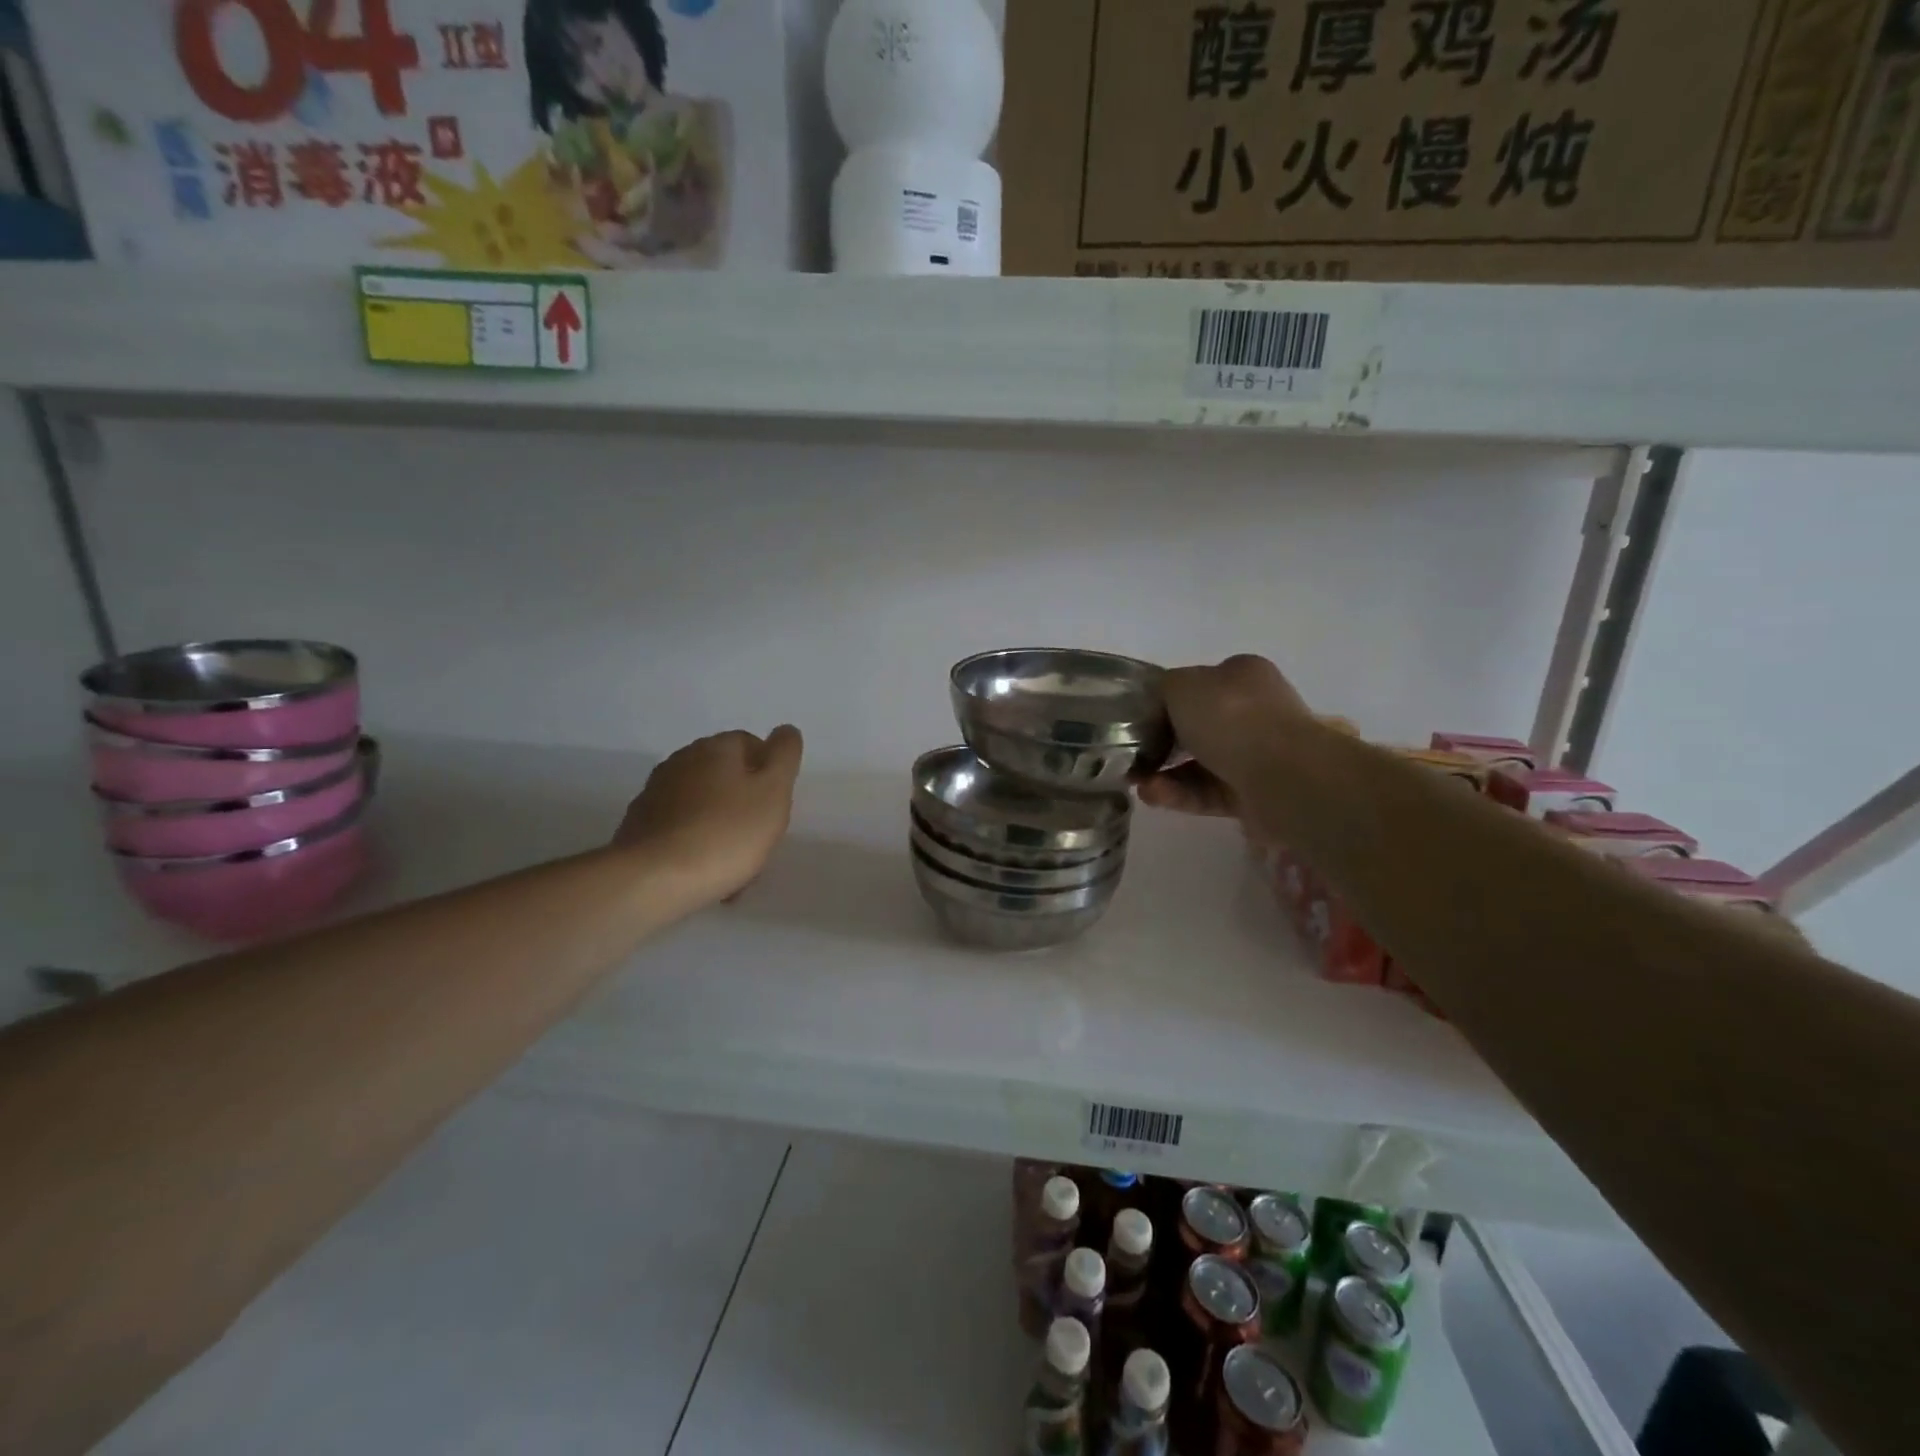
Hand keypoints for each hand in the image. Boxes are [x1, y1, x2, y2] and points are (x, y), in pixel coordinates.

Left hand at [614, 726, 803, 901]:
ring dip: (720, 822)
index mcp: (716, 747)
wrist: (655, 879)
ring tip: (733, 861)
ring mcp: (656, 792)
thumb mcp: (773, 791)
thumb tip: (785, 731)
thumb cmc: (726, 833)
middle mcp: (682, 760)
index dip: (768, 772)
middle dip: (744, 799)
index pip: (750, 743)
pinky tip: (704, 869)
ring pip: (703, 802)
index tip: (776, 803)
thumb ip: (784, 756)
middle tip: (759, 834)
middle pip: (725, 774)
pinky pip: (680, 827)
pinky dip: (695, 841)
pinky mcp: (640, 825)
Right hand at [1137, 655, 1309, 823]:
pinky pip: (1208, 792)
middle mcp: (1254, 711)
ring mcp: (1257, 755)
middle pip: (1197, 727)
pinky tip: (1152, 795)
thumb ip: (1162, 690)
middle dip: (1160, 743)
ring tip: (1137, 783)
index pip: (1198, 684)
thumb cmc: (1232, 717)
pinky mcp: (1254, 794)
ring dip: (1164, 773)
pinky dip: (1179, 794)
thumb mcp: (1181, 685)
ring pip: (1199, 763)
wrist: (1284, 777)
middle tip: (1131, 755)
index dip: (1166, 701)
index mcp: (1242, 676)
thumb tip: (1159, 706)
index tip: (1137, 720)